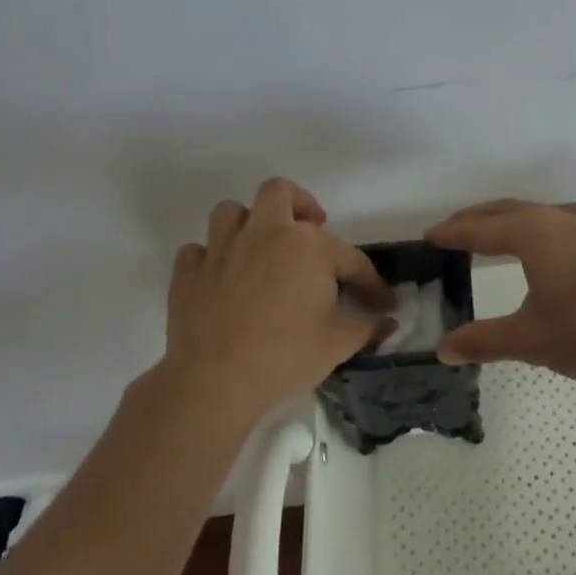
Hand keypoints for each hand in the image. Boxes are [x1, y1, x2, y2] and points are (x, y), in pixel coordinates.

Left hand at [163, 177, 391, 422]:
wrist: (215, 382)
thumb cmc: (287, 354)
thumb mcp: (341, 343)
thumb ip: (368, 327)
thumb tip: (387, 322)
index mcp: (308, 245)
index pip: (351, 259)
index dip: (371, 283)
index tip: (380, 305)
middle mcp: (264, 233)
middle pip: (279, 193)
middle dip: (299, 204)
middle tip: (310, 231)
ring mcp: (220, 250)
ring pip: (231, 212)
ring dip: (249, 224)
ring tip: (262, 249)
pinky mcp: (188, 274)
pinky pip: (197, 251)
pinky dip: (211, 259)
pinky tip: (223, 279)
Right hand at [424, 199, 575, 388]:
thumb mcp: (531, 339)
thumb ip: (484, 341)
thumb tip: (443, 349)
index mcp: (534, 233)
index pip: (481, 229)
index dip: (452, 233)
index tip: (429, 235)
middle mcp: (561, 217)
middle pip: (508, 211)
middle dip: (477, 220)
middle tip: (452, 231)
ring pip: (538, 213)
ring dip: (509, 221)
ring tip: (492, 236)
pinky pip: (561, 222)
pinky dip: (537, 229)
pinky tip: (543, 249)